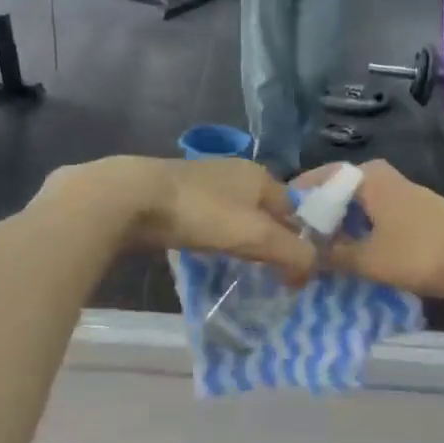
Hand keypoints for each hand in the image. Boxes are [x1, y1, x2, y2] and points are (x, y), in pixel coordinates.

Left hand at [42, 157, 314, 281]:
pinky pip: (209, 217)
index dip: (300, 239)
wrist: (133, 197)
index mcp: (260, 175)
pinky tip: (206, 249)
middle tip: (269, 271)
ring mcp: (203, 180)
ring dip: (241, 236)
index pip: (294, 209)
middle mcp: (235, 171)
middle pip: (265, 210)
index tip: (295, 271)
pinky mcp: (177, 193)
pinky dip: (214, 234)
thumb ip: (292, 253)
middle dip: (271, 238)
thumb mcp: (256, 236)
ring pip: (236, 213)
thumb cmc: (202, 213)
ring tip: (240, 265)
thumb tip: (310, 271)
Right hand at [295, 161, 443, 301]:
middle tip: (294, 245)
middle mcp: (381, 177)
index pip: (317, 179)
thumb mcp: (368, 259)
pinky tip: (354, 258)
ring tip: (319, 256)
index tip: (276, 224)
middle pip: (336, 194)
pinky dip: (360, 235)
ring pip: (356, 208)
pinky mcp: (415, 214)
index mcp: (366, 177)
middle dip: (316, 219)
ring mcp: (401, 195)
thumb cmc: (422, 252)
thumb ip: (332, 256)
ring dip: (339, 230)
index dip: (295, 201)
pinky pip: (374, 219)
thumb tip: (302, 256)